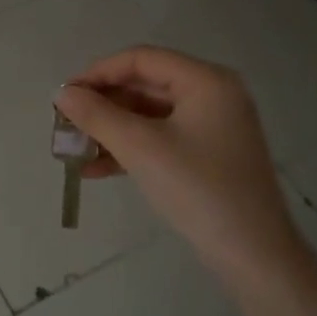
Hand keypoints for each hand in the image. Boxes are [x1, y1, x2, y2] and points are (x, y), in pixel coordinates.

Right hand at [54, 46, 298, 288]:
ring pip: (150, 115)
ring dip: (112, 129)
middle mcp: (213, 94)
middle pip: (145, 85)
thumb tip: (62, 94)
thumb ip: (97, 116)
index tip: (65, 96)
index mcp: (205, 81)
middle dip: (103, 105)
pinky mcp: (208, 155)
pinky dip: (131, 149)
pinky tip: (97, 169)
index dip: (98, 73)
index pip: (141, 60)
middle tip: (66, 124)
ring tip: (74, 149)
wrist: (254, 256)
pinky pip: (161, 139)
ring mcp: (213, 126)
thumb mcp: (141, 148)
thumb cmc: (198, 190)